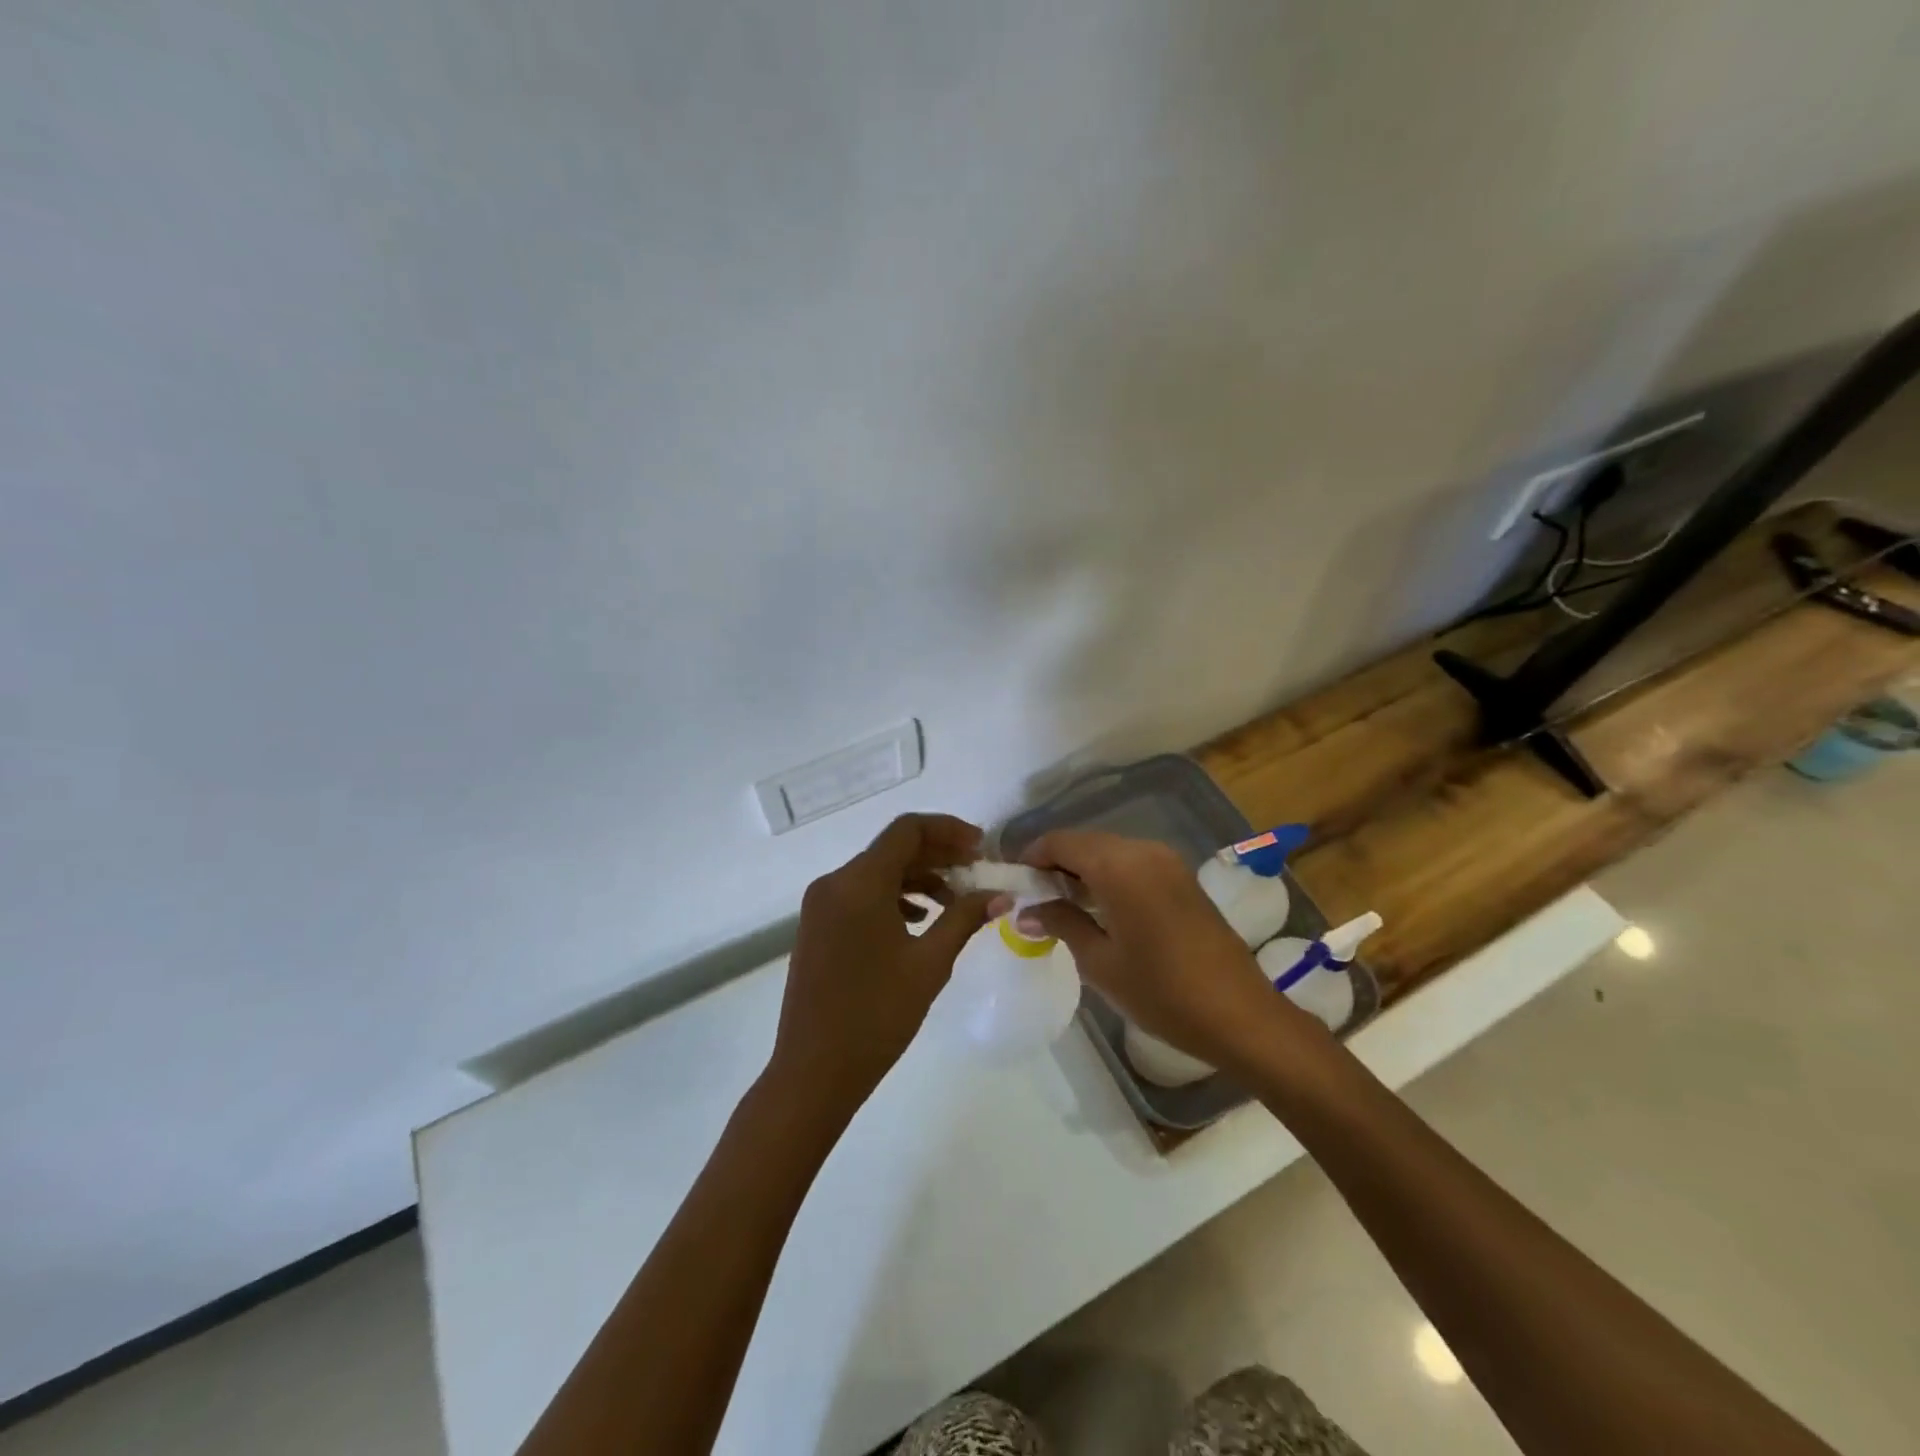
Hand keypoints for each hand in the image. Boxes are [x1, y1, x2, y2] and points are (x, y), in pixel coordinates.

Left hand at [766, 814, 998, 1122]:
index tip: (982, 847)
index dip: (949, 830)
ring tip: (956, 901)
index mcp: (859, 882)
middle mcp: (834, 882)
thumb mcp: (929, 964)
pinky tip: (920, 920)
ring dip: (918, 878)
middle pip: (892, 848)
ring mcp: (821, 905)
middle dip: (938, 854)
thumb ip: (964, 918)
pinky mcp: (817, 926)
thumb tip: (1000, 894)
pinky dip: (894, 897)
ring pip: (877, 872)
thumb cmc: (876, 1016)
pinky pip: (861, 895)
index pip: (907, 830)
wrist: (813, 1072)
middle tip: (978, 871)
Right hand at [1017, 830, 1310, 1072]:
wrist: (1240, 1015)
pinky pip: (1132, 863)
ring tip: (1062, 908)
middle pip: (1084, 842)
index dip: (1031, 857)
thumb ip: (1060, 923)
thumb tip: (1025, 911)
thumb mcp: (1100, 962)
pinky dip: (1108, 876)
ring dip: (1081, 870)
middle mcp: (1142, 850)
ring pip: (1108, 851)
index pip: (1060, 841)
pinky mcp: (1181, 878)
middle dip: (1054, 864)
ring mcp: (1167, 861)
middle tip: (1033, 901)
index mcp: (1118, 865)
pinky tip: (1099, 910)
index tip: (1014, 885)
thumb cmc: (1162, 992)